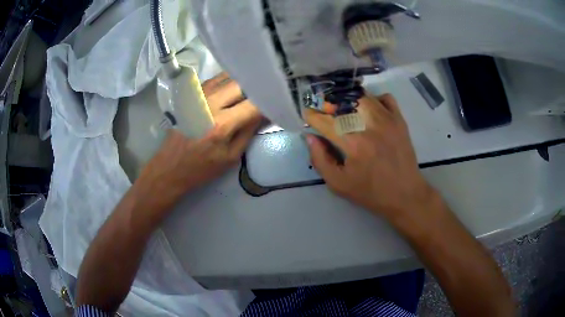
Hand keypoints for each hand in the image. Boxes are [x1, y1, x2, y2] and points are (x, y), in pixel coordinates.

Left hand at [141, 72, 261, 196]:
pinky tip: (232, 91)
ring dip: (242, 83)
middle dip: (256, 89)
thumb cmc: (201, 168)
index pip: (254, 104)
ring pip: (228, 77)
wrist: (169, 167)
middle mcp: (210, 104)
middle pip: (241, 83)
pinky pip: (215, 80)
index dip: (268, 102)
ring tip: (250, 92)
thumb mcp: (230, 157)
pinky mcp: (191, 95)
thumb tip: (264, 113)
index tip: (276, 104)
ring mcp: (198, 96)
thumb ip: (249, 132)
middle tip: (264, 96)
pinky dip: (228, 82)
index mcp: (222, 124)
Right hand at [304, 93, 435, 222]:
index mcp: (353, 143)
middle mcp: (369, 125)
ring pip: (363, 96)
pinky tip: (370, 112)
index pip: (326, 121)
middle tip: (326, 113)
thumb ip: (320, 159)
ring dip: (350, 100)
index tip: (308, 115)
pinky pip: (385, 98)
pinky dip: (375, 100)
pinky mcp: (399, 120)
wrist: (405, 194)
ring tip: (346, 110)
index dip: (313, 116)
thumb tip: (310, 137)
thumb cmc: (370, 192)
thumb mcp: (338, 183)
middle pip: (343, 102)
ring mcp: (387, 119)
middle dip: (329, 105)